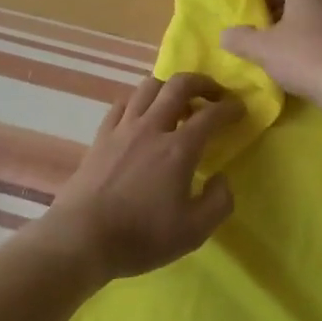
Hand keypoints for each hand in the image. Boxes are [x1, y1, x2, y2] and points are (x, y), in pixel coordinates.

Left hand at [44, 73, 241, 280]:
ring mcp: (123, 129)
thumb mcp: (194, 232)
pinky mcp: (101, 137)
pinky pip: (123, 104)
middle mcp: (152, 128)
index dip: (230, 108)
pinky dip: (139, 101)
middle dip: (202, 82)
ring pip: (148, 87)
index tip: (240, 109)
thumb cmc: (141, 236)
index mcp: (178, 149)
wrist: (81, 238)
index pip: (211, 115)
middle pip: (178, 85)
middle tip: (214, 93)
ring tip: (178, 102)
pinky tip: (142, 115)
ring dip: (169, 87)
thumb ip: (218, 202)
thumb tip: (222, 179)